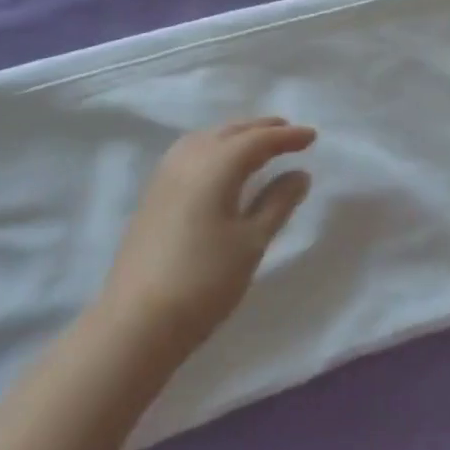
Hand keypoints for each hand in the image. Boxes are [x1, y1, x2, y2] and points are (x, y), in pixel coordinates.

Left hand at [100, 118, 315, 354]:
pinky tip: (222, 164)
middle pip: (231, 131)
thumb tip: (299, 174)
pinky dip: (215, 147)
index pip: (258, 139)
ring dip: (236, 135)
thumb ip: (278, 202)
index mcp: (216, 164)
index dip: (287, 136)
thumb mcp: (251, 242)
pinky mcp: (154, 192)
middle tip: (290, 132)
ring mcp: (166, 174)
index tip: (313, 136)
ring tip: (259, 143)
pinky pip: (191, 151)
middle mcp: (189, 157)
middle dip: (262, 129)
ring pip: (208, 138)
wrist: (137, 321)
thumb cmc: (204, 280)